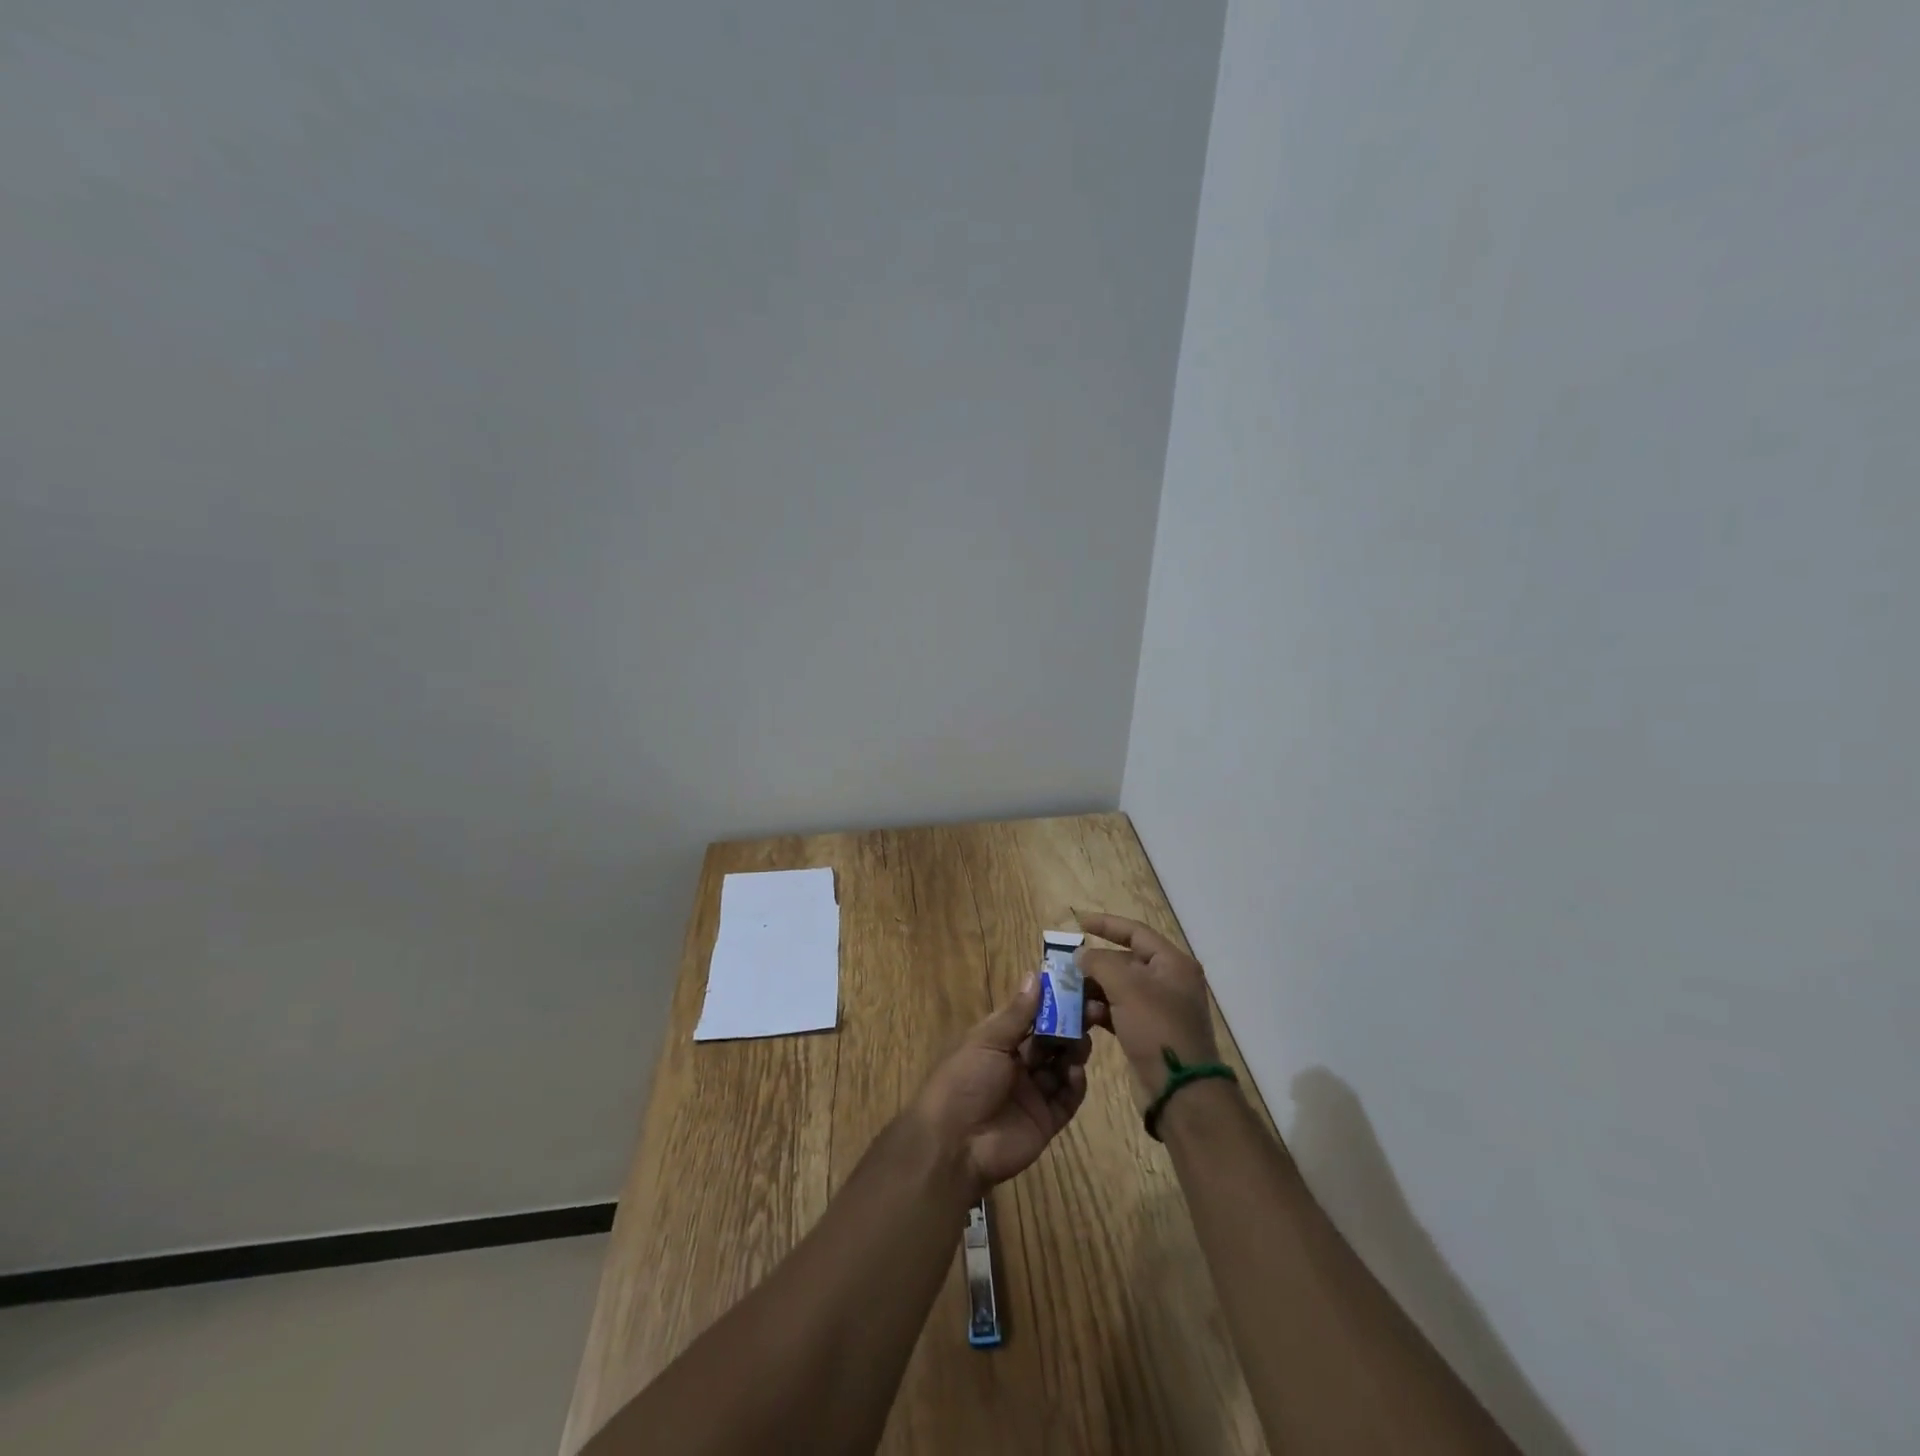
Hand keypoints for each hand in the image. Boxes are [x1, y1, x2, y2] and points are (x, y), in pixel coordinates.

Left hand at [914, 975, 1091, 1195]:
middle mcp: (1018, 1065)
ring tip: (1083, 1040)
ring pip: (1062, 1066)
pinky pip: (1067, 1098)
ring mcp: (1033, 1093)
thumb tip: (1034, 974)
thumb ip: (1016, 1013)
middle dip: (1070, 1025)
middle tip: (1093, 1010)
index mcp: (999, 1042)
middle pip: (1051, 1040)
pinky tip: (1075, 1072)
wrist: (956, 1145)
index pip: (1031, 1016)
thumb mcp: (987, 1041)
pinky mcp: (1046, 1120)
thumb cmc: (965, 1081)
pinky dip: (1075, 1084)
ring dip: (1074, 1051)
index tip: (1076, 986)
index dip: (1052, 1002)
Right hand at [1075, 912, 1221, 1108]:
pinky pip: (1118, 1012)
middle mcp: (1168, 982)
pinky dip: (1100, 1011)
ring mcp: (1158, 1009)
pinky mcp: (1147, 1033)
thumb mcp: (1126, 987)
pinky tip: (1081, 1017)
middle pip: (1125, 961)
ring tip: (1068, 994)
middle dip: (1094, 964)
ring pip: (1118, 988)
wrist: (1180, 1091)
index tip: (1078, 922)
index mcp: (1172, 963)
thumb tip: (1081, 956)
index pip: (1136, 932)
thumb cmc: (1157, 1029)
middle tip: (1065, 965)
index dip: (1106, 925)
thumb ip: (1099, 963)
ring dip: (1093, 989)